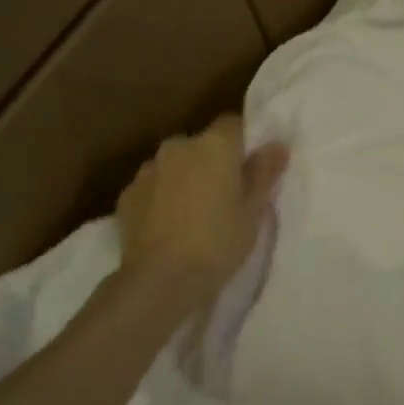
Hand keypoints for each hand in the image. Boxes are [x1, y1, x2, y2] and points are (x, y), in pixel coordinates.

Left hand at [117, 116, 288, 289]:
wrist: (160, 281)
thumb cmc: (218, 242)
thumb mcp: (253, 211)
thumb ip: (264, 172)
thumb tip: (276, 145)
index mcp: (214, 145)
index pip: (234, 124)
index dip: (245, 142)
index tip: (252, 168)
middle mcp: (178, 146)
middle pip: (202, 144)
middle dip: (213, 162)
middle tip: (226, 195)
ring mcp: (148, 170)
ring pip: (175, 165)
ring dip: (186, 178)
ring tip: (195, 213)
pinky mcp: (126, 195)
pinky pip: (153, 186)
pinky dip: (163, 197)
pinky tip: (170, 225)